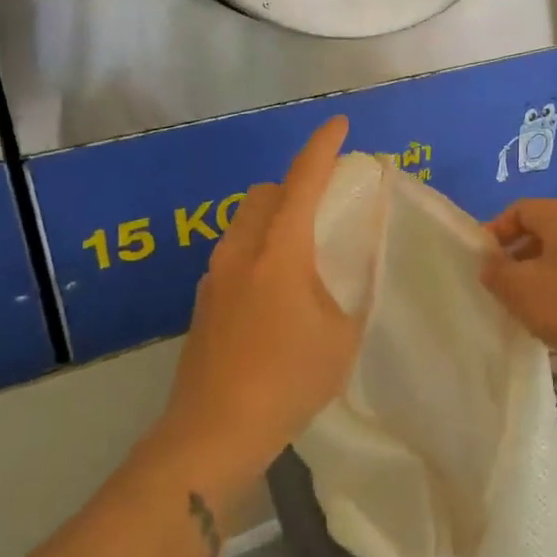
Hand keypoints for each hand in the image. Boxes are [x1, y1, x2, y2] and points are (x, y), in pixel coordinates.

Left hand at [160, 117, 365, 482]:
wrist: (213, 432)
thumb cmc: (287, 380)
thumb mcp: (342, 337)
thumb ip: (352, 294)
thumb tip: (352, 272)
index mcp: (280, 251)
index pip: (303, 180)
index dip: (323, 147)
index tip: (340, 124)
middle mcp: (241, 250)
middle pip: (265, 193)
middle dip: (296, 184)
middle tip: (325, 206)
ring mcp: (215, 275)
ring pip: (245, 222)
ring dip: (274, 218)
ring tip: (302, 253)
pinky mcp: (203, 300)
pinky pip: (235, 252)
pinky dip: (259, 248)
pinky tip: (275, 292)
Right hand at [480, 199, 556, 377]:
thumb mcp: (521, 290)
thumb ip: (496, 272)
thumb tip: (489, 263)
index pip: (517, 210)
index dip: (495, 233)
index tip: (482, 263)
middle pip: (539, 233)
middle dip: (515, 259)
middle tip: (500, 288)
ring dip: (537, 279)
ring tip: (525, 309)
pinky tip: (556, 321)